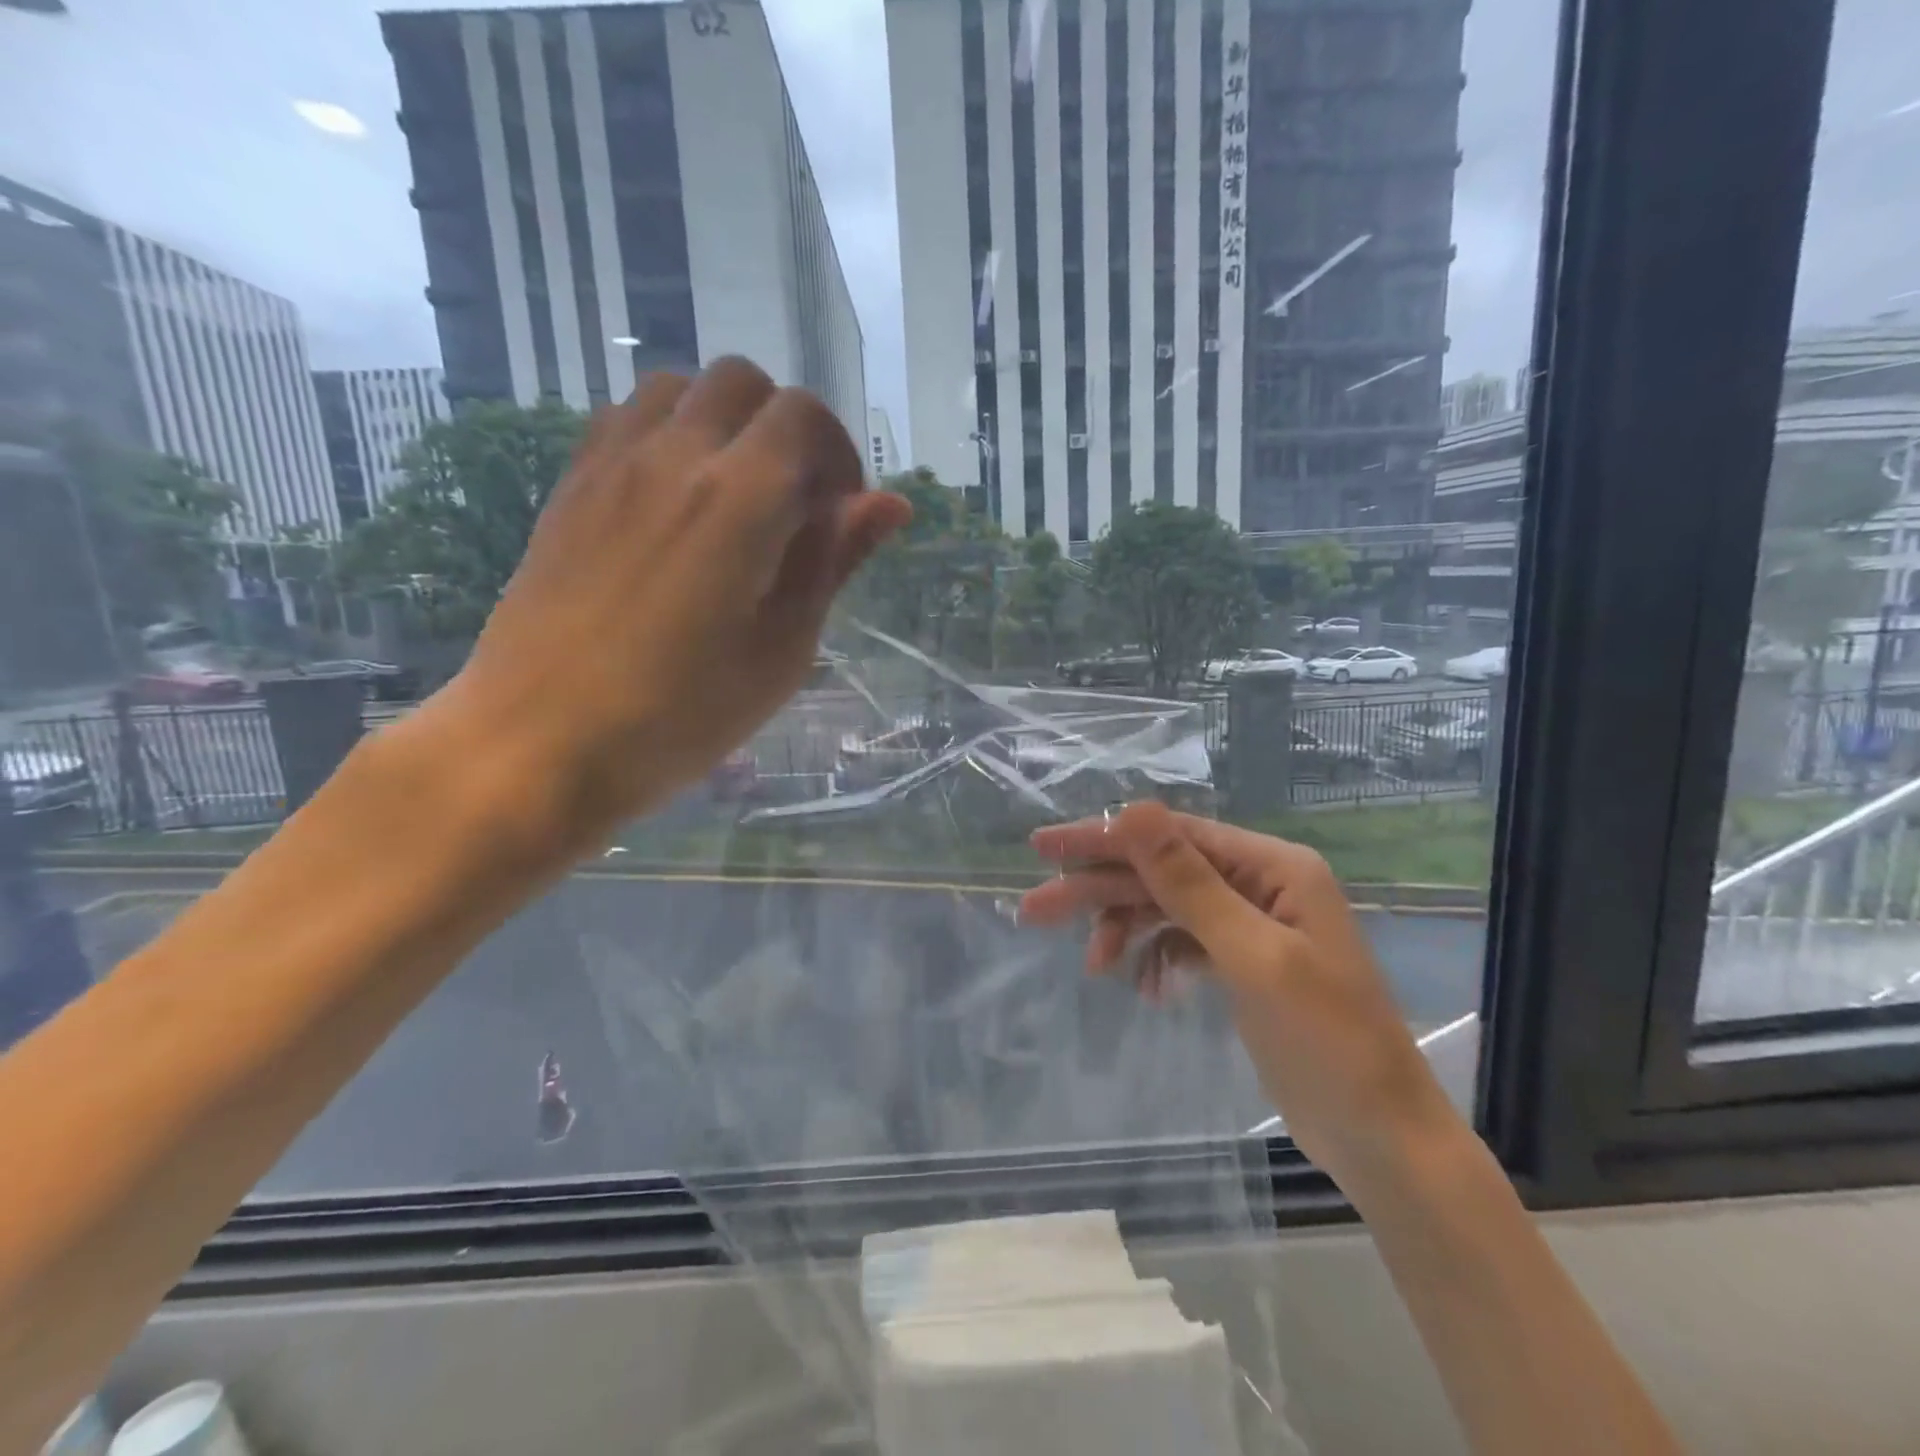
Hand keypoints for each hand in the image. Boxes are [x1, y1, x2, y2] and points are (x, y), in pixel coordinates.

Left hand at [434, 359, 910, 855]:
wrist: (541, 741)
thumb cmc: (682, 714)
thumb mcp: (783, 650)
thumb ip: (833, 562)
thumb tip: (889, 504)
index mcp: (740, 499)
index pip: (803, 416)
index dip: (838, 455)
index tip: (839, 517)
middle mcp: (674, 456)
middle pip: (743, 383)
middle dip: (785, 430)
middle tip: (793, 505)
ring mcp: (611, 465)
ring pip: (680, 389)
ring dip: (724, 424)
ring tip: (734, 498)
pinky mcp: (571, 486)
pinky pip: (626, 419)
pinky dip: (669, 435)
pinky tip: (675, 504)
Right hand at [1019, 801, 1461, 1196]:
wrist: (1381, 1138)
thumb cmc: (1328, 1042)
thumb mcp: (1253, 956)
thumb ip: (1189, 882)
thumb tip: (1132, 810)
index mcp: (1271, 866)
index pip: (1170, 835)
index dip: (1103, 837)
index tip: (1043, 848)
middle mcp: (1259, 883)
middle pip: (1160, 871)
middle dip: (1099, 890)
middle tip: (1033, 910)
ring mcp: (1250, 924)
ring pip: (1165, 907)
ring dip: (1124, 929)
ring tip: (1094, 967)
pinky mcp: (1241, 961)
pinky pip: (1181, 942)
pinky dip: (1156, 959)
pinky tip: (1146, 989)